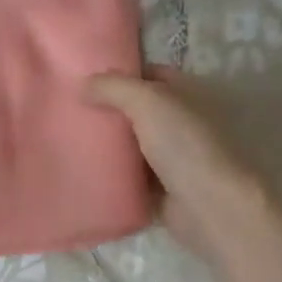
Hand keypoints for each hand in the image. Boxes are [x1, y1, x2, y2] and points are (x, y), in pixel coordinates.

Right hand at [87, 69, 269, 260]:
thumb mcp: (148, 101)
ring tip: (70, 142)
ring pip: (134, 147)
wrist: (211, 206)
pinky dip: (114, 178)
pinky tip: (86, 173)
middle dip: (110, 112)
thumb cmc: (185, 144)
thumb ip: (114, 87)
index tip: (85, 80)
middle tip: (71, 113)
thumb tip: (83, 85)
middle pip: (139, 112)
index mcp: (188, 94)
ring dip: (110, 147)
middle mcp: (184, 123)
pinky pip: (132, 180)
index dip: (120, 75)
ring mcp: (175, 159)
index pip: (150, 75)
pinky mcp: (164, 191)